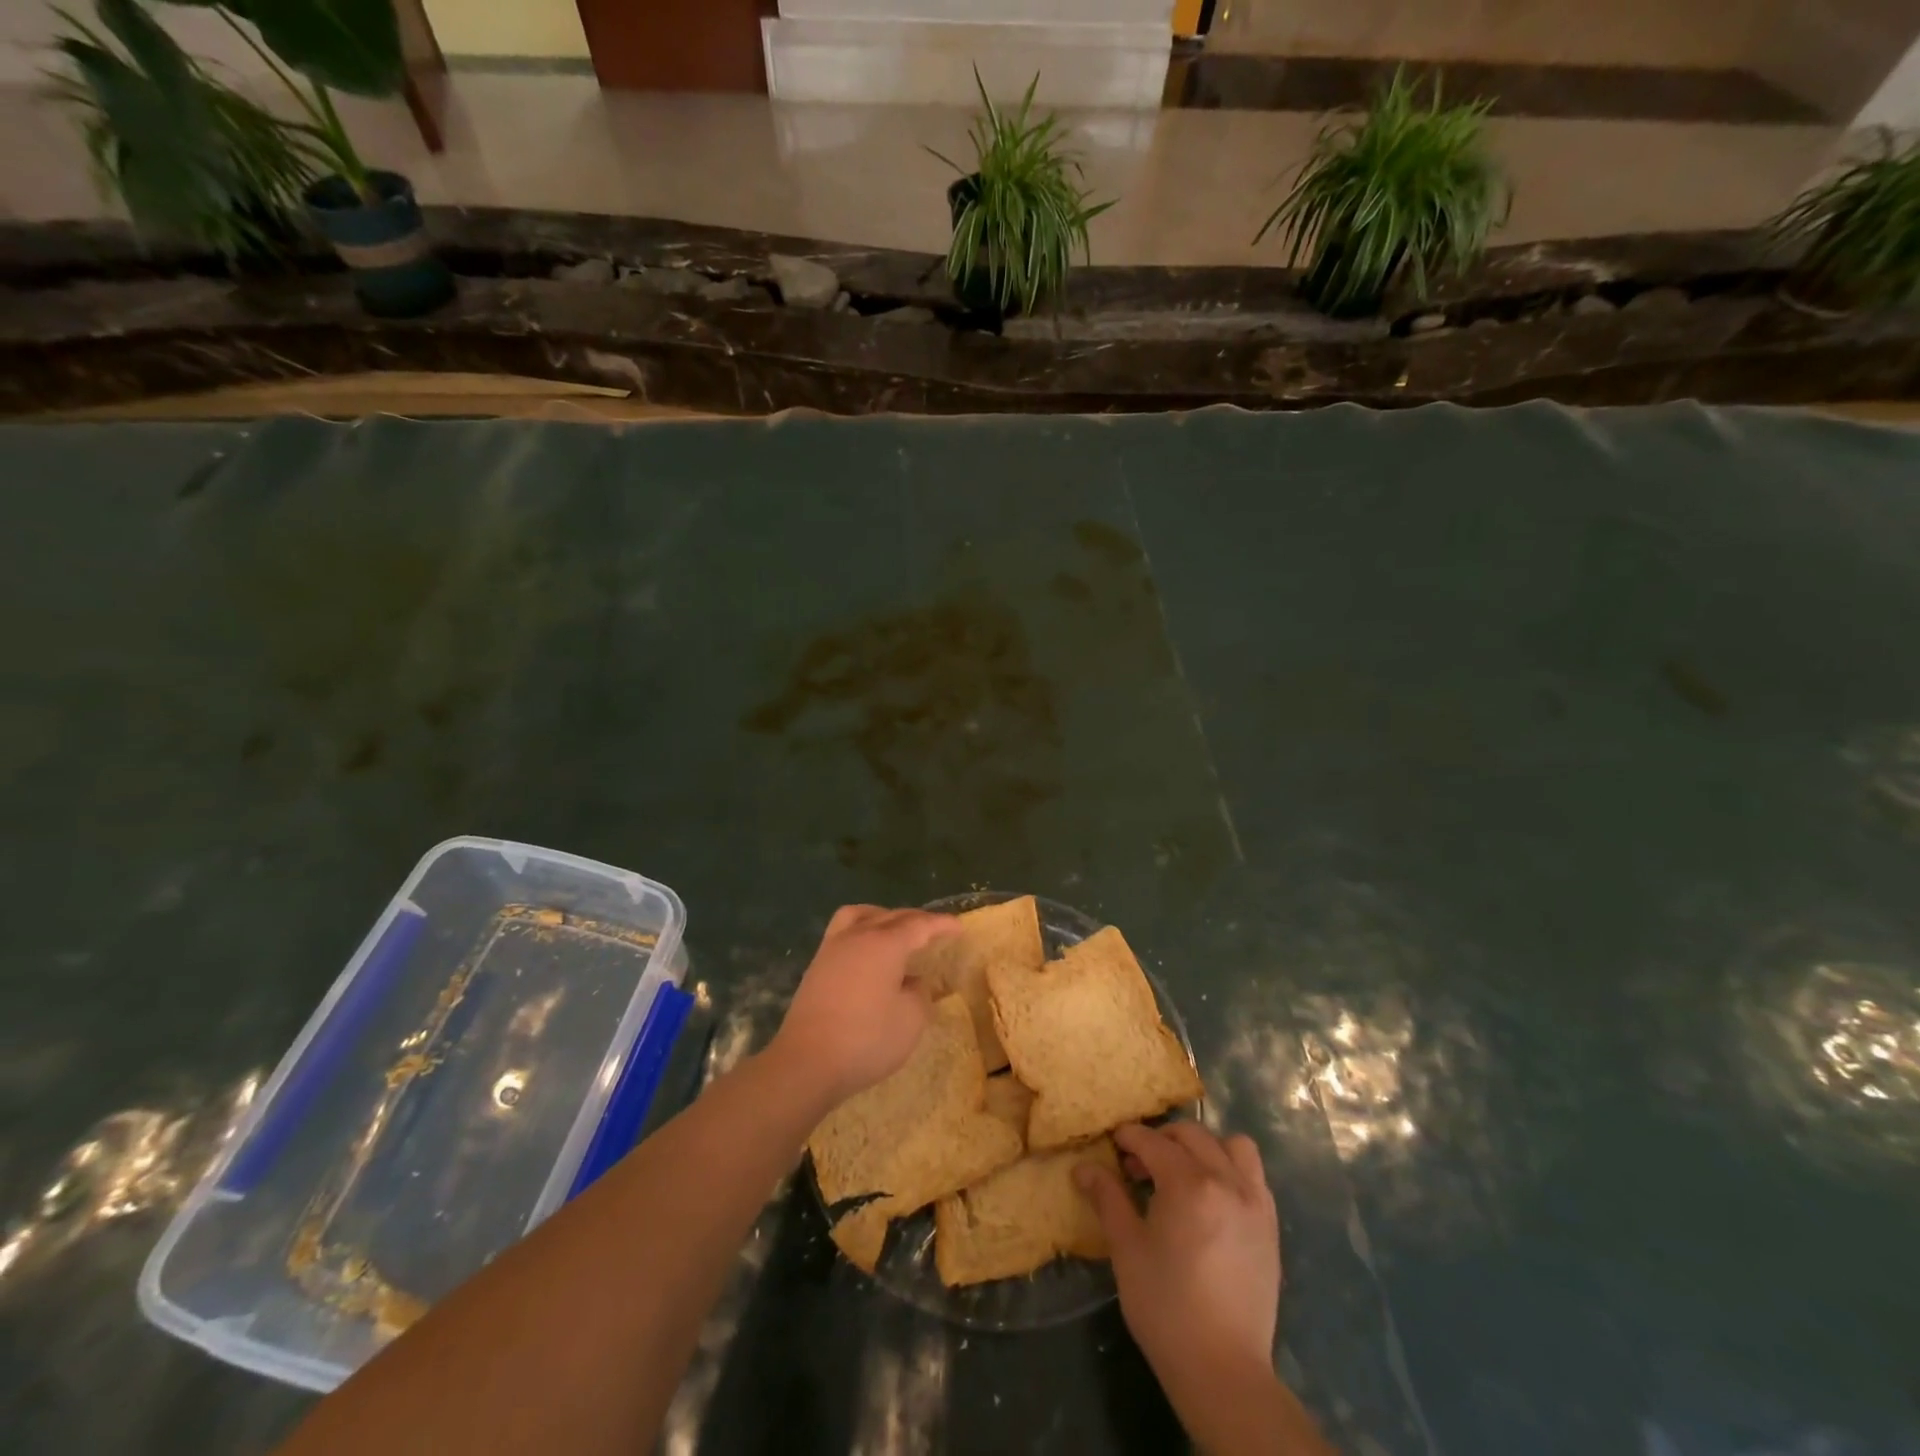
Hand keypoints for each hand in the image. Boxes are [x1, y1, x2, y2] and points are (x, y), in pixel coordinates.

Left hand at [765, 905, 959, 1109]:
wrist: (806, 1062)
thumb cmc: (866, 1040)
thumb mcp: (910, 1021)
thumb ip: (919, 994)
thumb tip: (913, 982)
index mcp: (885, 943)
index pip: (920, 925)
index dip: (941, 924)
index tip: (959, 927)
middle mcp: (859, 936)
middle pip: (892, 915)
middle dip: (916, 919)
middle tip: (934, 930)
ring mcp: (833, 948)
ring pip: (862, 915)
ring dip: (883, 916)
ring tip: (896, 931)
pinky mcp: (817, 966)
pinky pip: (845, 931)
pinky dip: (863, 931)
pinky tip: (869, 953)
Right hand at [1077, 1123, 1285, 1440]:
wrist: (1223, 1370)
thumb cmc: (1165, 1307)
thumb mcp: (1126, 1249)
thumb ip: (1108, 1198)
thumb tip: (1084, 1167)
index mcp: (1189, 1184)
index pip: (1153, 1141)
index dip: (1129, 1137)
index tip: (1113, 1144)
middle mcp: (1226, 1181)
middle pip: (1191, 1135)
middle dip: (1161, 1139)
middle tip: (1138, 1165)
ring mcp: (1254, 1203)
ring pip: (1232, 1146)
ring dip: (1204, 1147)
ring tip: (1183, 1173)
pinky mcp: (1270, 1226)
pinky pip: (1254, 1175)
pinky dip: (1231, 1170)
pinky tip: (1212, 1198)